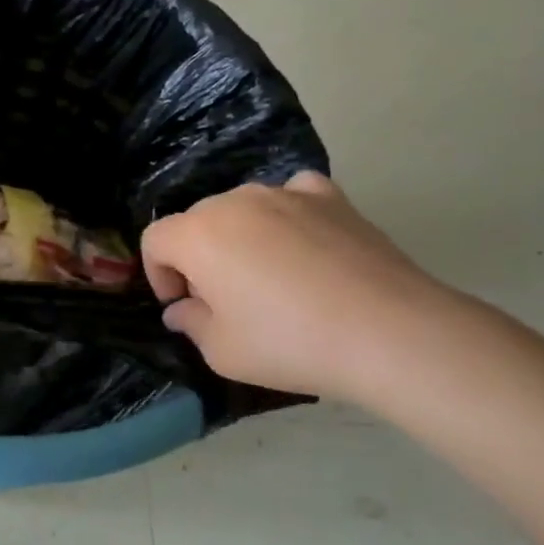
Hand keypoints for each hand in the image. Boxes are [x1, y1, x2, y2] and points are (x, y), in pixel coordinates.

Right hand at [141, 173, 455, 401]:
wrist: (389, 332)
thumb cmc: (289, 343)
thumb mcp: (221, 351)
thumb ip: (190, 323)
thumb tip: (183, 309)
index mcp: (198, 235)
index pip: (155, 239)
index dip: (158, 274)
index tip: (181, 305)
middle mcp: (236, 202)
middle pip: (197, 221)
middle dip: (197, 256)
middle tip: (222, 299)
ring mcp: (286, 194)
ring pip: (242, 208)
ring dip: (239, 237)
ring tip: (267, 277)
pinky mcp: (331, 197)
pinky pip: (292, 196)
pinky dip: (286, 215)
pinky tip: (302, 244)